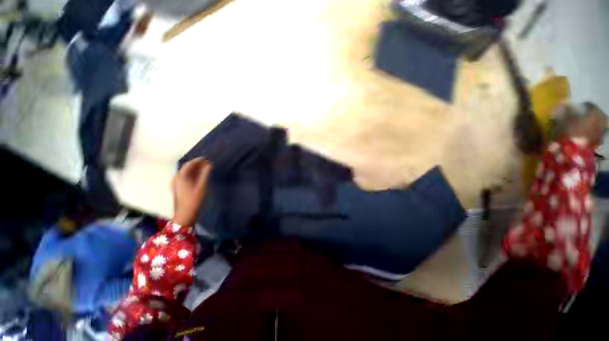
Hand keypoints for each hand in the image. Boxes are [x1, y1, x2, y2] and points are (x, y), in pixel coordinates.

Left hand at [171, 158, 211, 225]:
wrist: (185, 214)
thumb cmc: (194, 200)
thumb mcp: (202, 187)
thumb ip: (205, 174)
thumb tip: (209, 165)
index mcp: (181, 177)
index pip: (189, 164)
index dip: (198, 161)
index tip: (206, 159)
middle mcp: (177, 178)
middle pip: (186, 168)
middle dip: (197, 164)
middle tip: (207, 164)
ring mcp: (176, 183)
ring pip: (185, 172)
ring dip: (194, 169)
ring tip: (204, 169)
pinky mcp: (177, 188)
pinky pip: (184, 177)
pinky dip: (191, 174)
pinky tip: (198, 177)